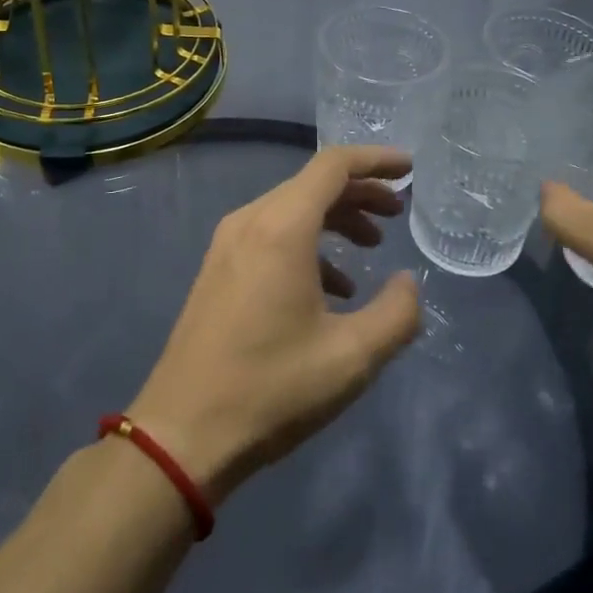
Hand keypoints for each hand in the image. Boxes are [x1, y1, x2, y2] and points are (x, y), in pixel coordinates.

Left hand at [129, 146, 421, 503]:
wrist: (182, 432)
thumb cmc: (272, 388)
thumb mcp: (352, 357)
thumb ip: (397, 314)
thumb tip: (409, 283)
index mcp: (282, 227)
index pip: (333, 166)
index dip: (376, 160)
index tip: (410, 169)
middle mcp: (251, 221)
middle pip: (313, 184)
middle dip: (360, 193)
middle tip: (398, 214)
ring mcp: (228, 243)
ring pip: (292, 208)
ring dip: (335, 219)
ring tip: (372, 248)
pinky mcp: (218, 268)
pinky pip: (271, 234)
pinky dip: (308, 244)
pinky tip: (332, 288)